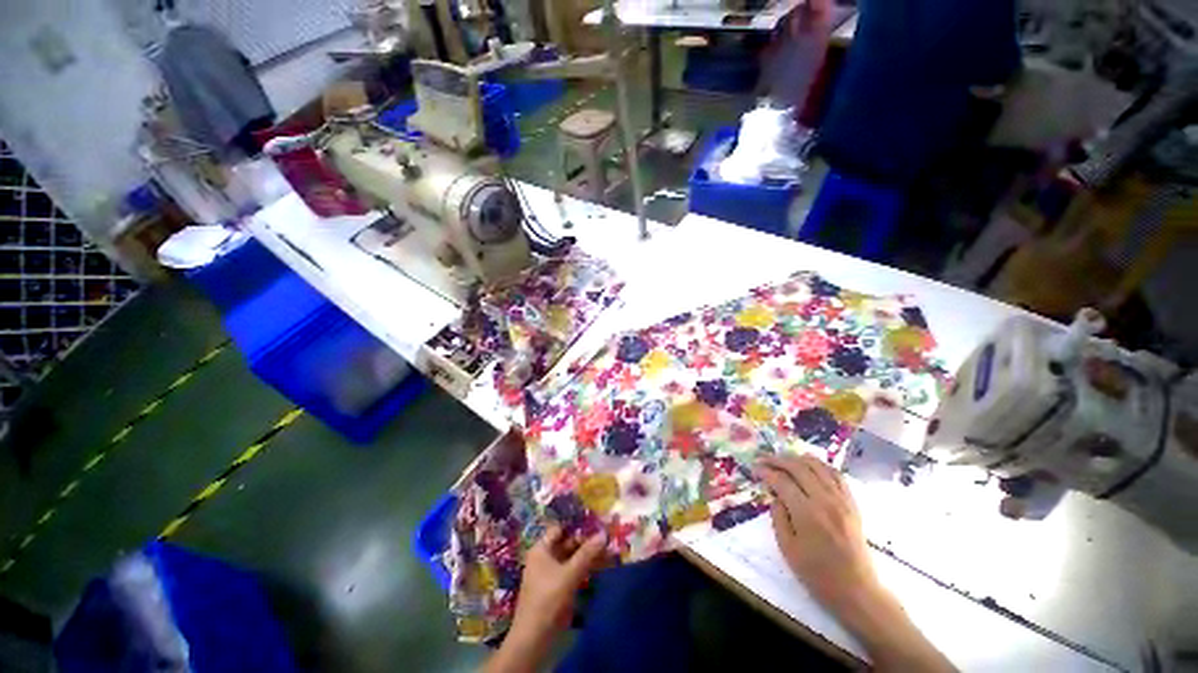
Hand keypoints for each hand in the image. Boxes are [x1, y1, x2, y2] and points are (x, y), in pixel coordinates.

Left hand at [514, 525, 607, 635]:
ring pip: (570, 558)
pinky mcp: (555, 588)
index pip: (559, 529)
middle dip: (584, 541)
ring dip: (586, 555)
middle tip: (604, 538)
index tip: (594, 523)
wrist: (534, 637)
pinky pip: (570, 571)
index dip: (575, 526)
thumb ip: (587, 553)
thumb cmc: (548, 598)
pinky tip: (597, 567)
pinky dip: (583, 568)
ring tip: (605, 551)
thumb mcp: (570, 574)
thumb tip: (603, 533)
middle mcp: (543, 558)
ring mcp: (549, 573)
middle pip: (565, 543)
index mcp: (541, 549)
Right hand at [756, 454, 877, 610]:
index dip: (765, 471)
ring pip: (817, 465)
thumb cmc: (817, 574)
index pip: (781, 480)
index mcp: (807, 513)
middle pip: (798, 467)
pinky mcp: (852, 503)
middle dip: (777, 460)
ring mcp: (841, 499)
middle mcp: (825, 500)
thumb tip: (775, 495)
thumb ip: (777, 516)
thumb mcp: (787, 548)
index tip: (754, 469)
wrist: (856, 590)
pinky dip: (819, 465)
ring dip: (797, 458)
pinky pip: (835, 474)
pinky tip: (809, 467)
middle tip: (763, 460)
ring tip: (783, 461)